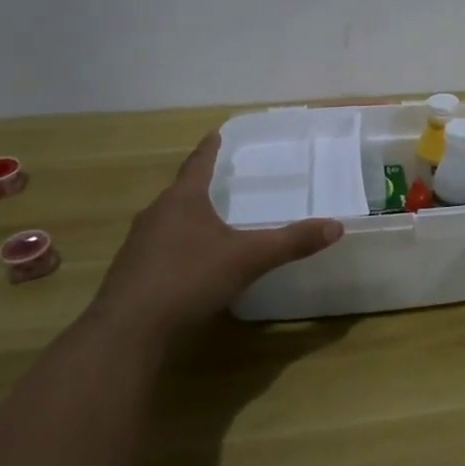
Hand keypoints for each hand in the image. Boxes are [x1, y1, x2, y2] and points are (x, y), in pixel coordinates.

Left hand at [93, 133, 342, 333]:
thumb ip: (291, 242)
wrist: (128, 332)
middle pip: (180, 192)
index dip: (210, 149)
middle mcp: (156, 215)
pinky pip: (158, 250)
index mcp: (182, 200)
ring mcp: (138, 246)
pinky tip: (189, 265)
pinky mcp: (130, 275)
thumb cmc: (188, 279)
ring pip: (167, 222)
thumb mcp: (248, 259)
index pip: (198, 164)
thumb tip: (336, 226)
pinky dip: (176, 248)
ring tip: (207, 221)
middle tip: (220, 180)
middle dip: (199, 186)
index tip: (216, 133)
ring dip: (186, 218)